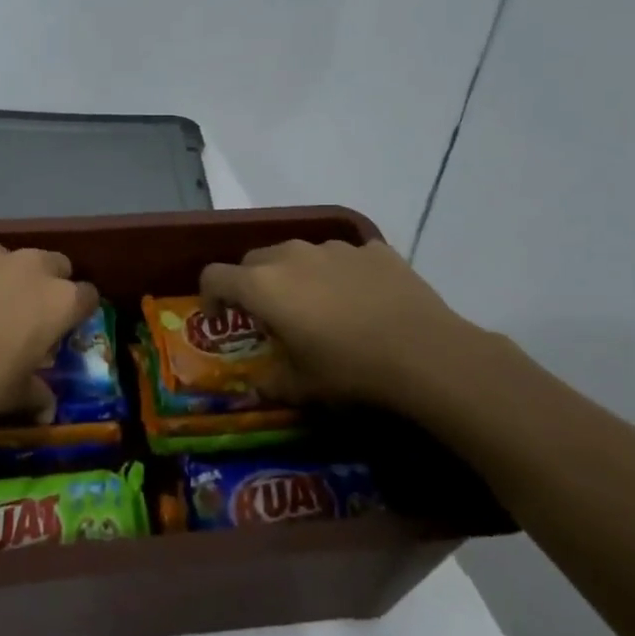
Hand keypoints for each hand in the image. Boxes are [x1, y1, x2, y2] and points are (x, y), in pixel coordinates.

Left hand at [0, 242, 98, 430]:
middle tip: (26, 312)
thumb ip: (37, 394)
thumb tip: (46, 408)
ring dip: (2, 276)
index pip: (87, 296)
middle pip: (54, 264)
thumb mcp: (15, 396)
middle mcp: (29, 266)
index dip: (77, 312)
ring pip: (6, 258)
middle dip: (46, 283)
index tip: (63, 328)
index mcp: (59, 300)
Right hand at [199, 240, 494, 420]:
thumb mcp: (301, 387)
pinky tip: (360, 301)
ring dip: (295, 276)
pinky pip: (342, 258)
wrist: (425, 353)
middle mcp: (291, 256)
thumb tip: (260, 382)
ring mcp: (334, 248)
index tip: (220, 320)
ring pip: (298, 255)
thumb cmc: (349, 371)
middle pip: (253, 260)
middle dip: (252, 285)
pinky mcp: (372, 249)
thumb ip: (270, 381)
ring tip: (318, 307)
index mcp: (263, 286)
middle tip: (269, 317)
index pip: (214, 276)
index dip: (209, 297)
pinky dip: (339, 274)